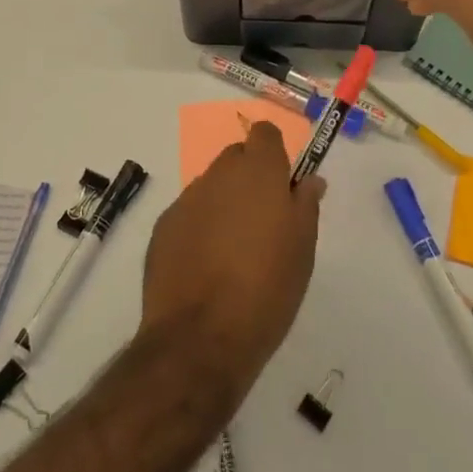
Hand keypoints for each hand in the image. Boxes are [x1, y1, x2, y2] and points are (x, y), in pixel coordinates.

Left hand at [139, 122, 324, 406]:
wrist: (200, 338)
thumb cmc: (267, 290)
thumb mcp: (303, 248)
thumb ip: (305, 204)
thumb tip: (309, 179)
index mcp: (258, 172)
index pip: (265, 133)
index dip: (274, 152)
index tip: (283, 183)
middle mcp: (219, 174)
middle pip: (236, 158)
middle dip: (249, 178)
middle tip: (263, 221)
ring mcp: (187, 199)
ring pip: (211, 187)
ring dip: (223, 203)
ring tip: (233, 251)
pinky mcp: (163, 227)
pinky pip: (189, 214)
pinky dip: (199, 228)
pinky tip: (206, 267)